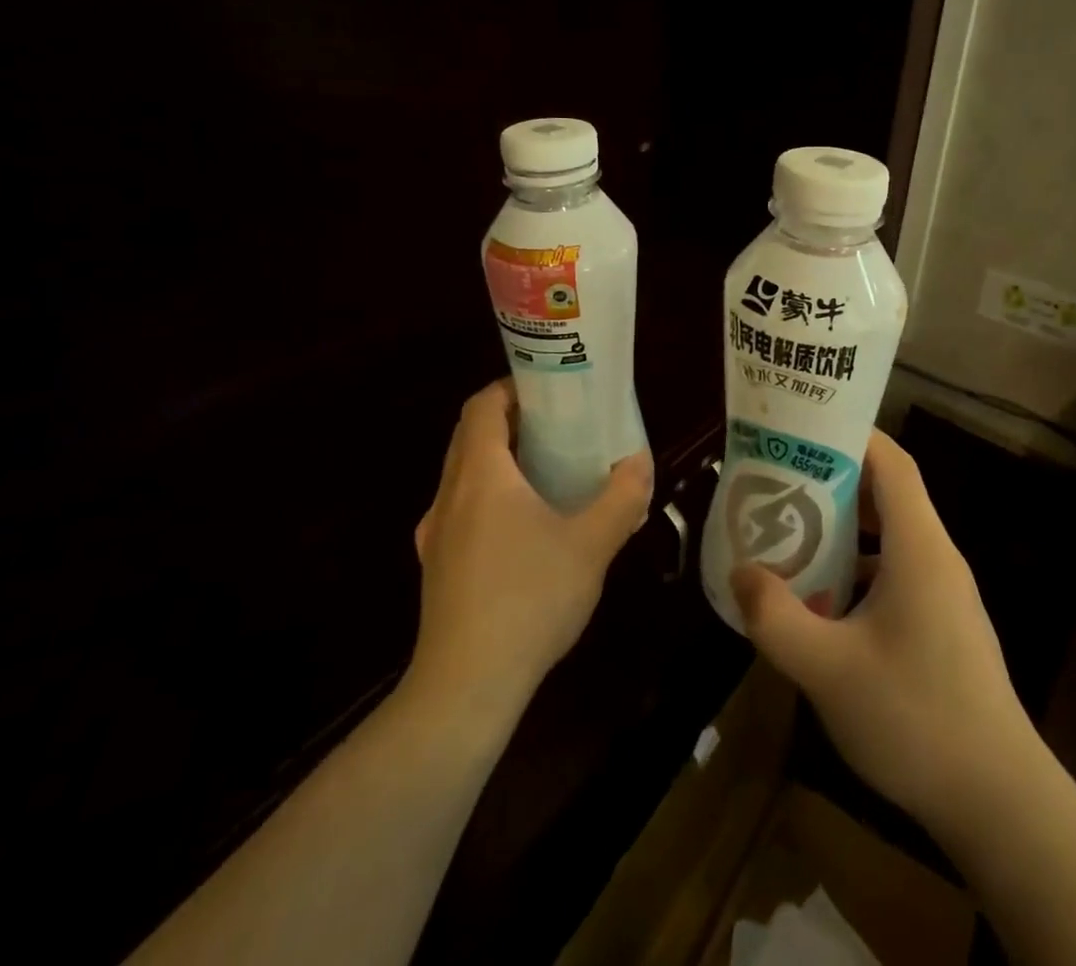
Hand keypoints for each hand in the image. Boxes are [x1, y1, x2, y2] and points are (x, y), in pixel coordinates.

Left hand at [404, 380, 652, 722]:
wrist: (466, 687)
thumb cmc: (530, 599)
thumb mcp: (592, 545)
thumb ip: (621, 498)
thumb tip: (640, 462)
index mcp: (481, 474)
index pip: (482, 406)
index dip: (511, 388)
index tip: (550, 389)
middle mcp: (449, 495)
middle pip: (470, 436)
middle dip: (510, 421)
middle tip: (559, 425)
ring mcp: (436, 533)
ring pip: (464, 475)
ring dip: (499, 460)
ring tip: (547, 472)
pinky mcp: (437, 566)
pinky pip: (462, 509)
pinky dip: (490, 497)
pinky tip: (525, 529)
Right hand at [731, 430, 1039, 836]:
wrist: (1000, 802)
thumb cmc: (915, 718)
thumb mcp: (828, 668)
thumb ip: (776, 617)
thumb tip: (740, 572)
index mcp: (919, 547)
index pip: (892, 462)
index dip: (851, 435)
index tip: (802, 431)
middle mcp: (937, 557)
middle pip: (887, 493)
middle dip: (833, 481)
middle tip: (780, 482)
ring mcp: (945, 593)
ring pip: (891, 537)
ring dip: (844, 530)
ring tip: (792, 534)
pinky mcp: (944, 625)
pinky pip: (897, 573)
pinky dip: (859, 569)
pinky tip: (823, 602)